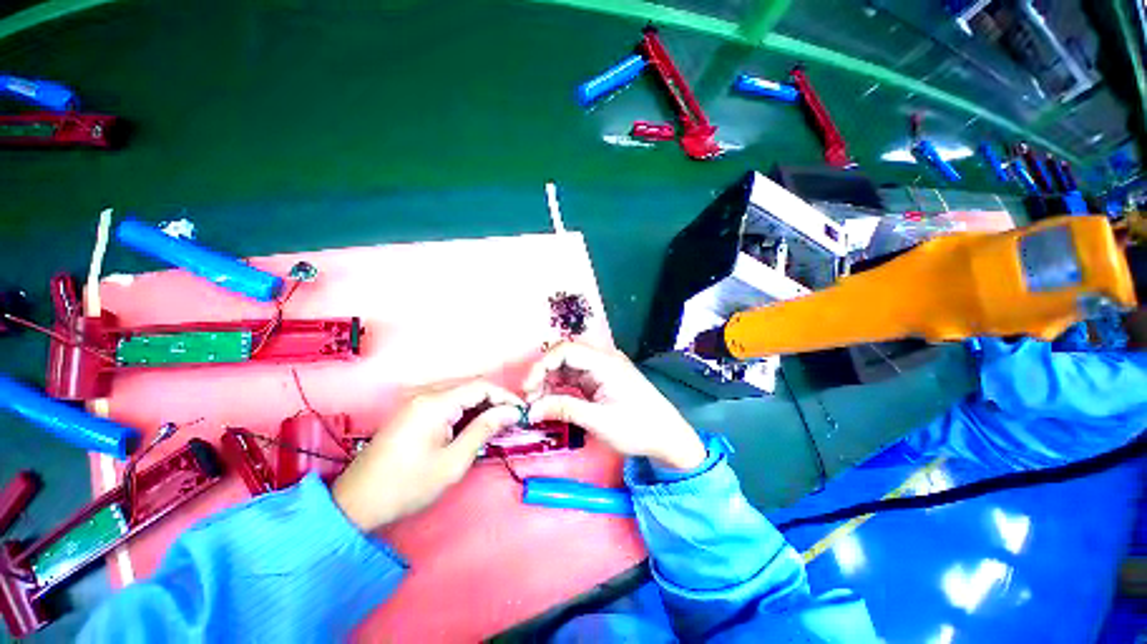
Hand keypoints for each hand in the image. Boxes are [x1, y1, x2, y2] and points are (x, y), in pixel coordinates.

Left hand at [332, 381, 523, 531]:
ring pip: (460, 393)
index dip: (505, 396)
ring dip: (480, 405)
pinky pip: (446, 401)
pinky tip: (472, 425)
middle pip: (470, 387)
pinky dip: (464, 410)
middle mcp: (426, 393)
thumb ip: (484, 430)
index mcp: (435, 403)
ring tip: (497, 423)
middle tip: (511, 420)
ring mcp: (416, 400)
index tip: (521, 412)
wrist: (356, 503)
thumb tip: (510, 412)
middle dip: (494, 400)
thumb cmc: (408, 486)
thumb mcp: (453, 462)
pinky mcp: (412, 410)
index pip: (481, 387)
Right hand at [523, 341, 705, 470]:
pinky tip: (552, 402)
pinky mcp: (601, 380)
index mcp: (605, 362)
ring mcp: (602, 369)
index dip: (542, 365)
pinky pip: (575, 378)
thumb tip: (531, 410)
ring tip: (538, 404)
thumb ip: (565, 410)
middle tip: (531, 399)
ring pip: (568, 367)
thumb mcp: (599, 421)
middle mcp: (603, 359)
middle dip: (544, 374)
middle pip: (565, 356)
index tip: (528, 389)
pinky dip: (561, 388)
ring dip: (550, 382)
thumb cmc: (638, 428)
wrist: (668, 437)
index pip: (566, 350)